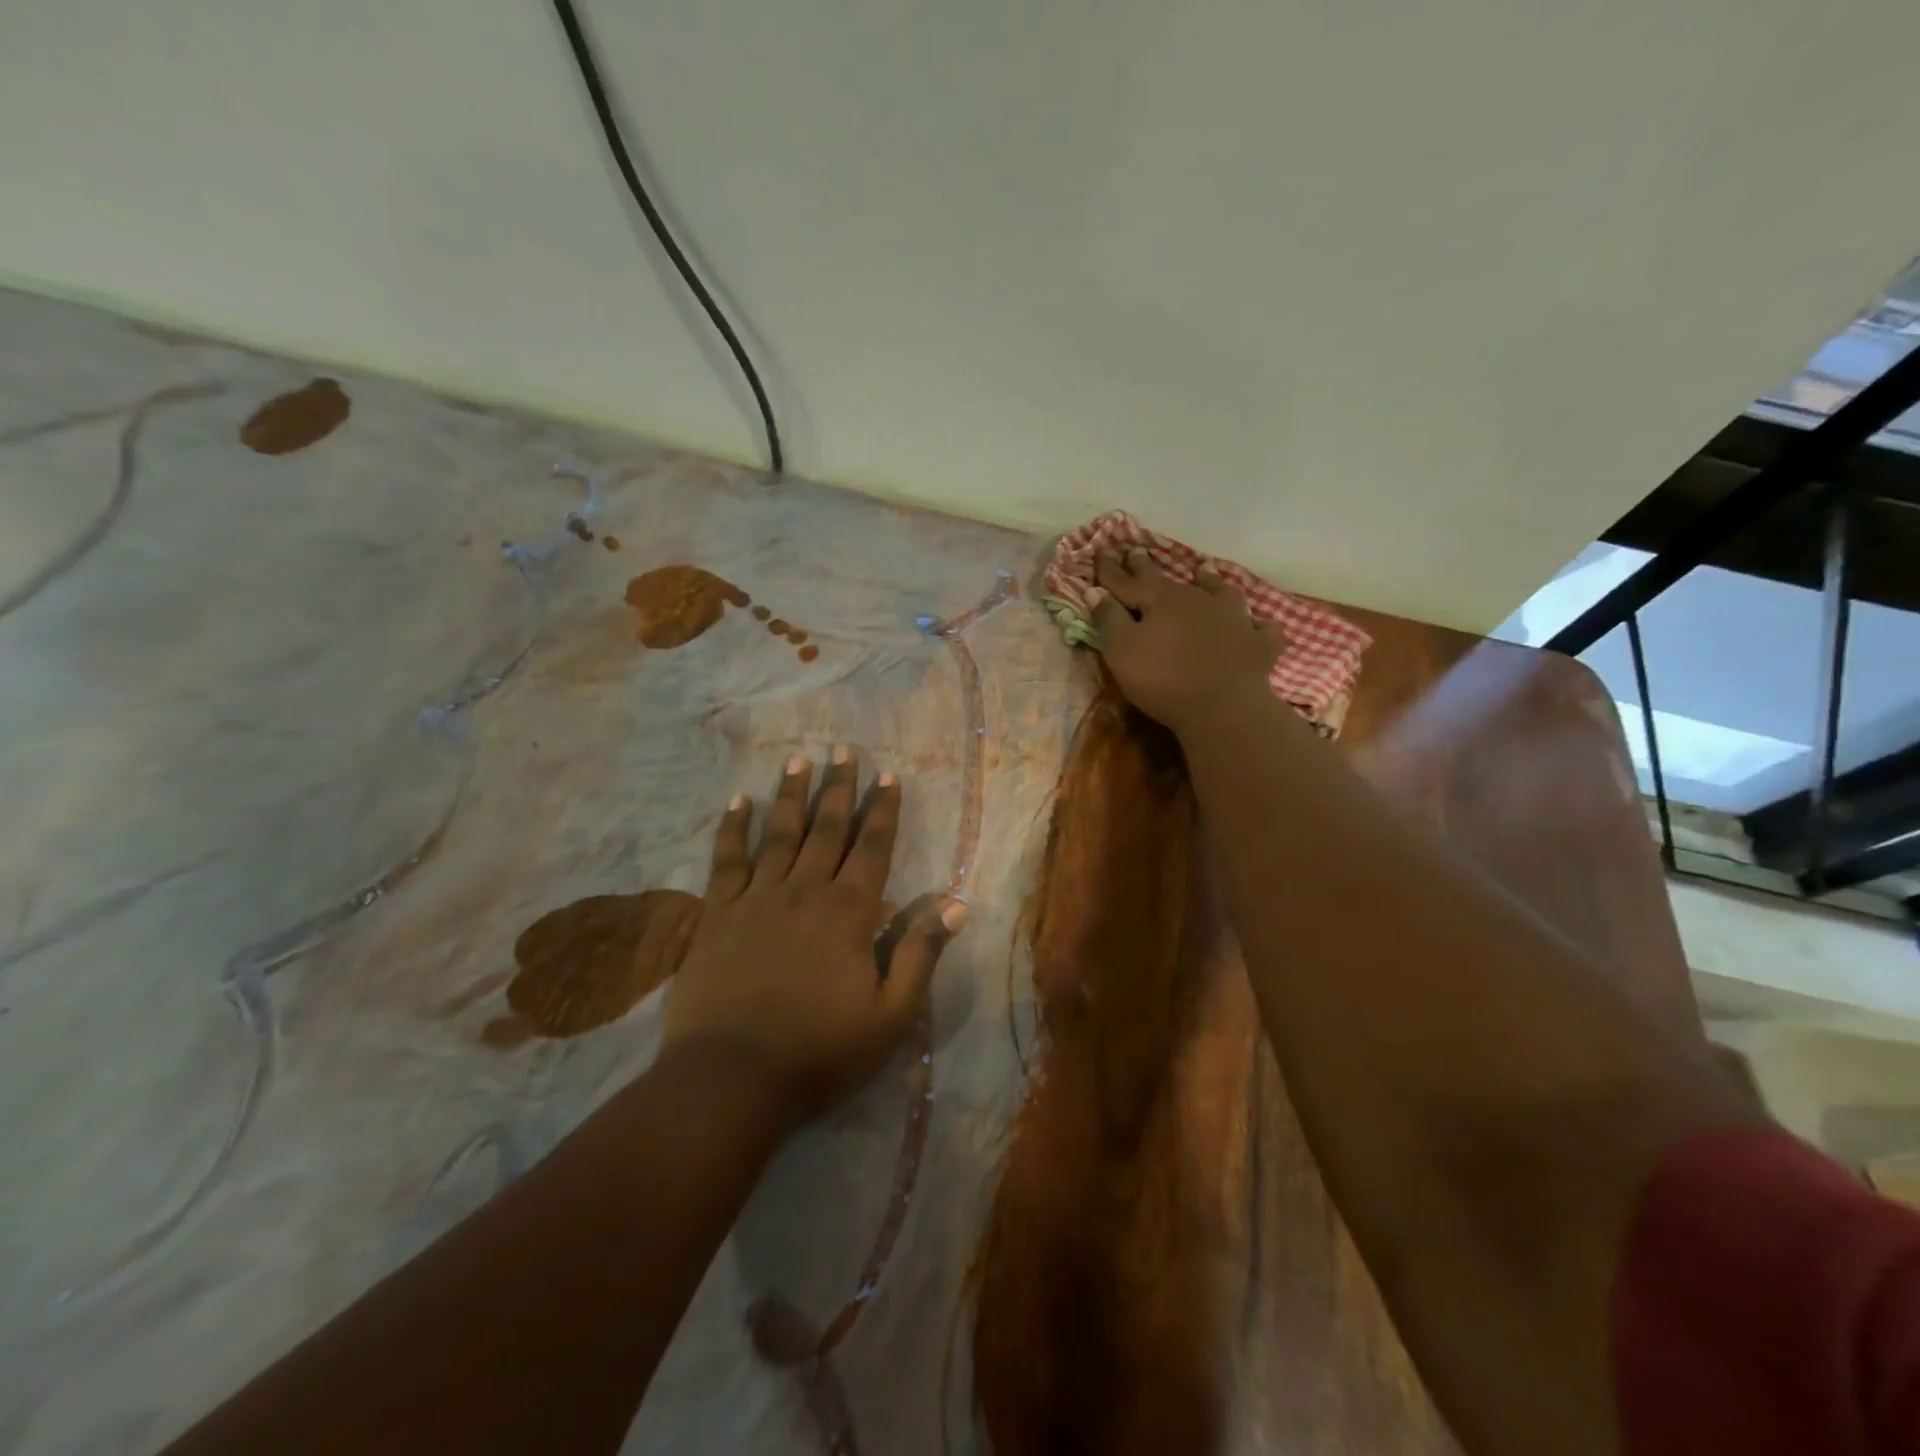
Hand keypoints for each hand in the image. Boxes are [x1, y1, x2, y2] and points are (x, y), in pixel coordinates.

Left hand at [661, 749, 965, 1131]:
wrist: (731, 1079)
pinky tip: (738, 801)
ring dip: (792, 794)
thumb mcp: (891, 1014)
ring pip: (780, 833)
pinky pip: (726, 859)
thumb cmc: (820, 1051)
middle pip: (827, 828)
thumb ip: (920, 953)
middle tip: (843, 750)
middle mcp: (805, 890)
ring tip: (799, 759)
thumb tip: (954, 904)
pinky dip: (732, 827)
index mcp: (849, 912)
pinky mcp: (718, 914)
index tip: (888, 775)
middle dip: (839, 787)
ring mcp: (757, 898)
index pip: (873, 847)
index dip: (883, 809)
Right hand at [1092, 549, 1286, 733]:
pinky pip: (1259, 628)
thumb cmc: (1163, 679)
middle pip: (1168, 580)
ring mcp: (1233, 619)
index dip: (1110, 569)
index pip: (1127, 580)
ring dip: (1209, 581)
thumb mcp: (1122, 651)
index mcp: (1160, 600)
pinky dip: (1255, 625)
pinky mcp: (1257, 644)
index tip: (1100, 551)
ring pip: (1219, 592)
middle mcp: (1197, 599)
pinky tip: (1256, 625)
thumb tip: (1095, 590)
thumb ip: (1108, 619)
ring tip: (1203, 570)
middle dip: (1148, 567)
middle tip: (1137, 551)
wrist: (1224, 707)